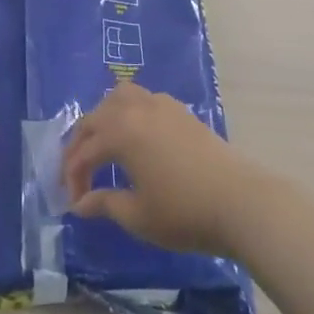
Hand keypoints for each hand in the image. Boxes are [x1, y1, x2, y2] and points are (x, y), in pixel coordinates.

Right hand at [61, 83, 265, 258]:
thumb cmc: (184, 212)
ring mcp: (160, 104)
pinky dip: (128, 112)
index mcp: (120, 132)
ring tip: (102, 145)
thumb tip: (80, 203)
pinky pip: (142, 99)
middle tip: (78, 175)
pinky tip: (134, 136)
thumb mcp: (138, 216)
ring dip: (103, 118)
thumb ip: (105, 204)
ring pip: (119, 97)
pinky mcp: (179, 110)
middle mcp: (136, 109)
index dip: (73, 177)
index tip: (74, 203)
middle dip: (81, 145)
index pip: (84, 152)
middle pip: (96, 118)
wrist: (239, 201)